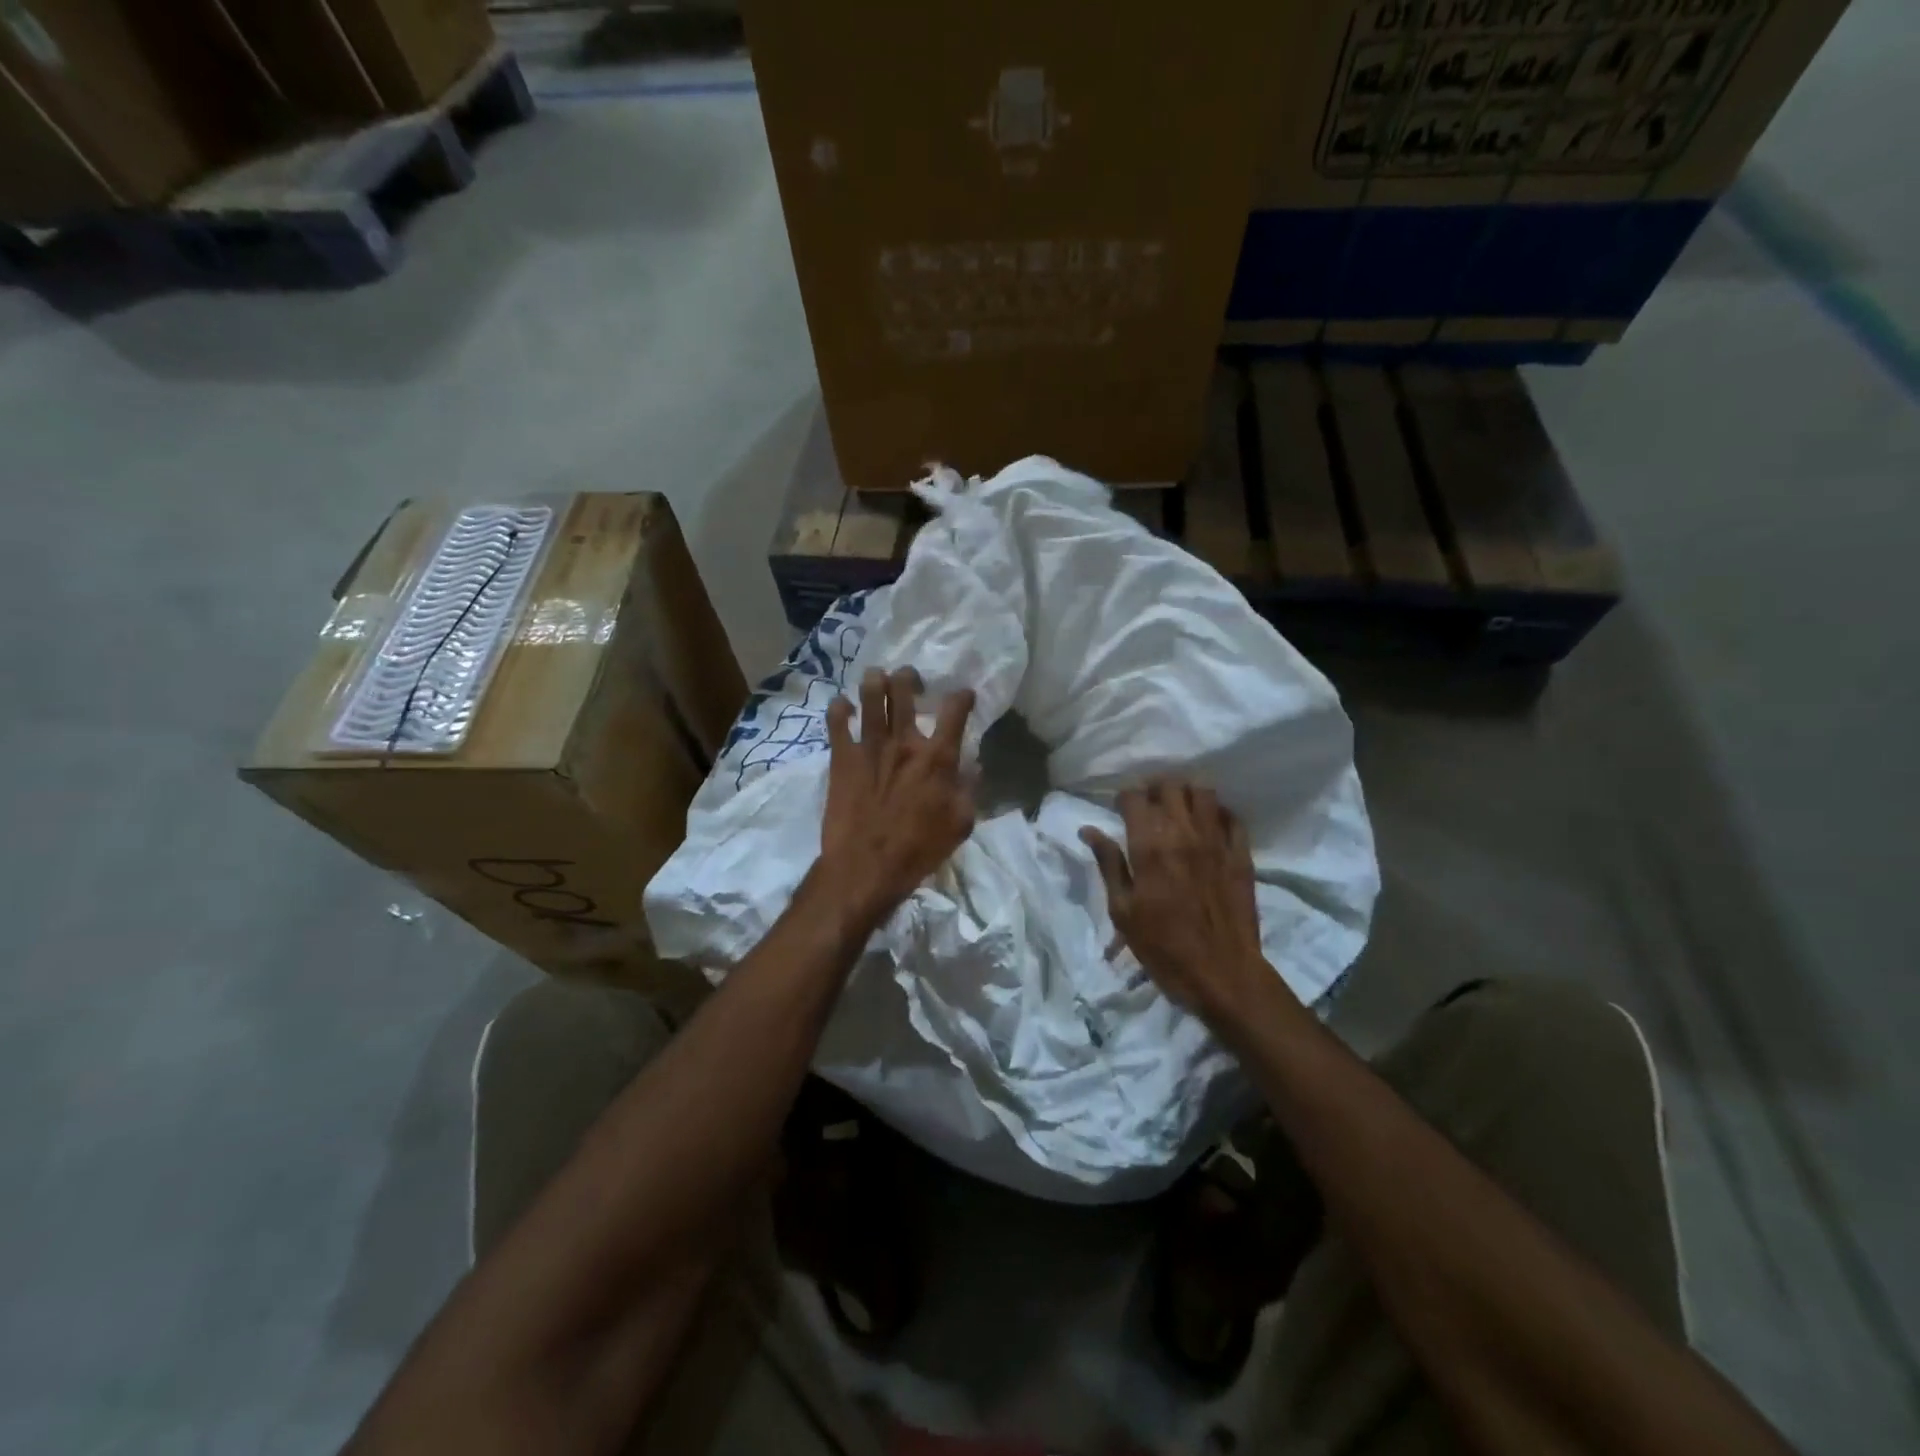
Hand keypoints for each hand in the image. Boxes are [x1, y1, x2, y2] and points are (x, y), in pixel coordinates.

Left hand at [816, 666, 975, 925]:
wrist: (866, 866)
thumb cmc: (919, 849)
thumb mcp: (960, 824)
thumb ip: (969, 791)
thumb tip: (975, 767)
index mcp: (937, 758)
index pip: (955, 712)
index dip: (962, 697)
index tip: (963, 695)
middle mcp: (904, 743)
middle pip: (904, 691)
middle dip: (908, 677)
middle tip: (908, 679)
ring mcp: (870, 746)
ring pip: (870, 697)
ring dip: (874, 681)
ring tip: (876, 677)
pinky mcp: (842, 758)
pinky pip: (837, 722)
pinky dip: (839, 708)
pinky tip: (843, 705)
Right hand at [1081, 781, 1279, 1031]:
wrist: (1222, 974)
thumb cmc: (1163, 947)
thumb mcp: (1123, 911)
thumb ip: (1109, 864)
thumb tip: (1089, 830)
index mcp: (1149, 846)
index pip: (1134, 797)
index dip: (1124, 798)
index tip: (1120, 810)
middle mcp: (1183, 833)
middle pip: (1170, 785)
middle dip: (1155, 789)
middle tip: (1148, 806)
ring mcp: (1216, 841)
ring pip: (1203, 792)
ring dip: (1186, 794)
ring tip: (1178, 809)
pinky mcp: (1241, 855)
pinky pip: (1231, 817)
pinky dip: (1217, 813)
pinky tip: (1208, 825)